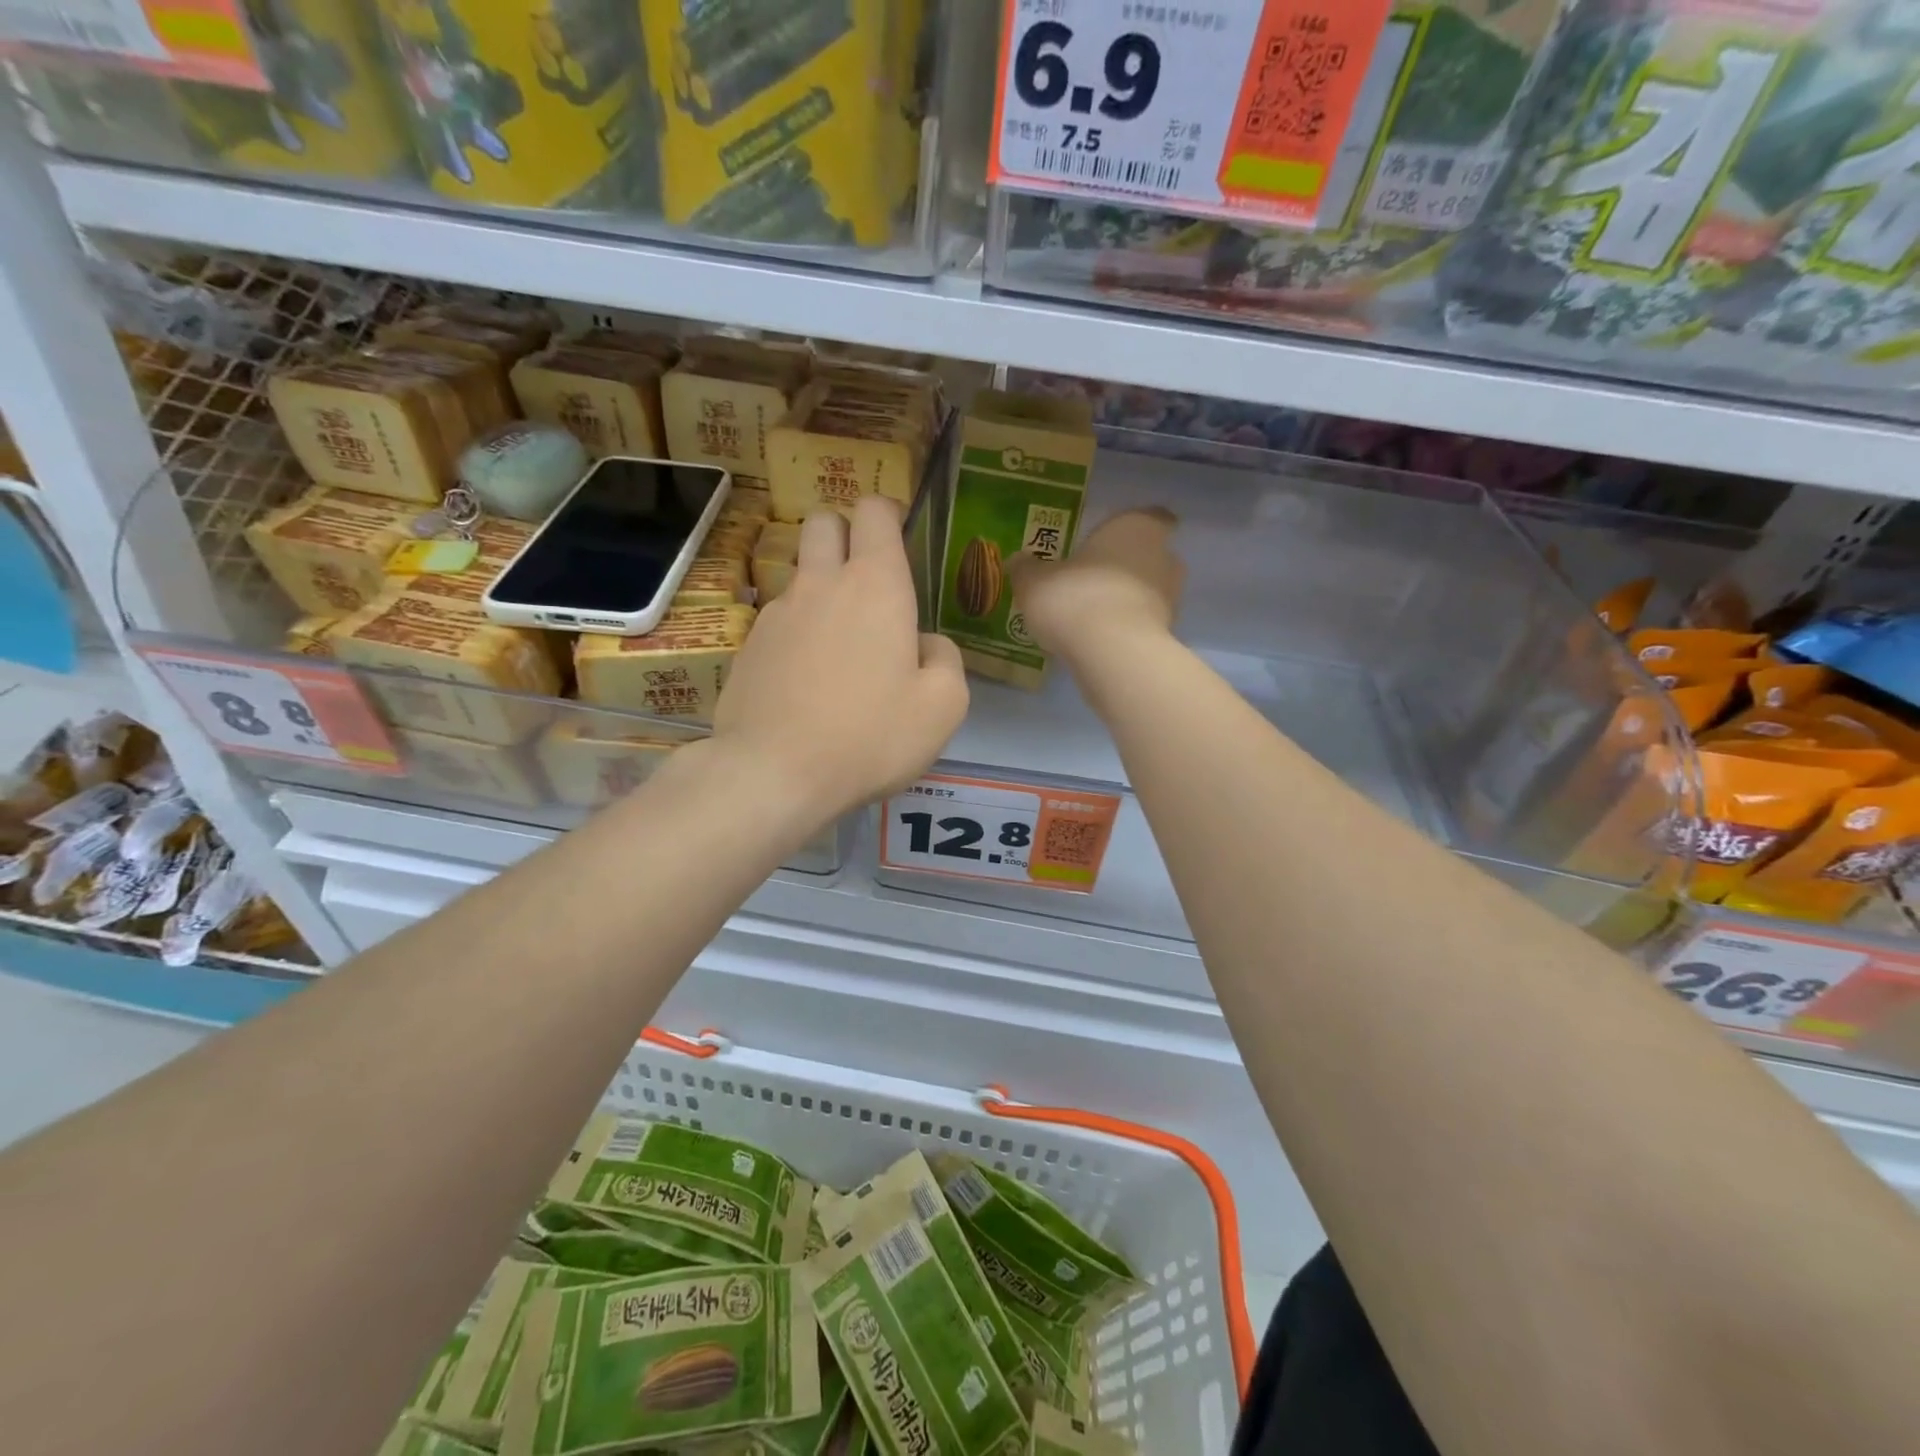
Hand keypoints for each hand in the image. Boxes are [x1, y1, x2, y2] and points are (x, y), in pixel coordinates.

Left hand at [712, 496, 967, 819]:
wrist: (774, 773)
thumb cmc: (870, 736)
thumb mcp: (943, 706)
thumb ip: (945, 659)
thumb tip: (924, 644)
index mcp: (875, 585)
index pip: (873, 511)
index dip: (888, 514)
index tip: (898, 541)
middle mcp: (821, 584)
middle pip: (824, 522)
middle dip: (845, 534)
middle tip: (867, 581)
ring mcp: (776, 613)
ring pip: (799, 572)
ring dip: (821, 587)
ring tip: (840, 644)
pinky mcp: (749, 646)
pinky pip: (779, 620)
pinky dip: (798, 632)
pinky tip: (807, 680)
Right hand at [1008, 508, 1184, 661]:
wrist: (1112, 653)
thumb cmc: (1075, 598)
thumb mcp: (1034, 582)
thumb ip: (1027, 569)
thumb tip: (1018, 561)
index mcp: (1135, 527)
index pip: (1153, 516)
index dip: (1135, 526)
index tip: (1115, 539)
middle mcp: (1162, 556)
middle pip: (1152, 554)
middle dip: (1128, 565)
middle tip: (1094, 577)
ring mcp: (1171, 597)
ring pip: (1150, 590)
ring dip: (1128, 598)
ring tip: (1093, 612)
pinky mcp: (1167, 634)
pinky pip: (1144, 622)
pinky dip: (1127, 626)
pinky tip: (1100, 638)